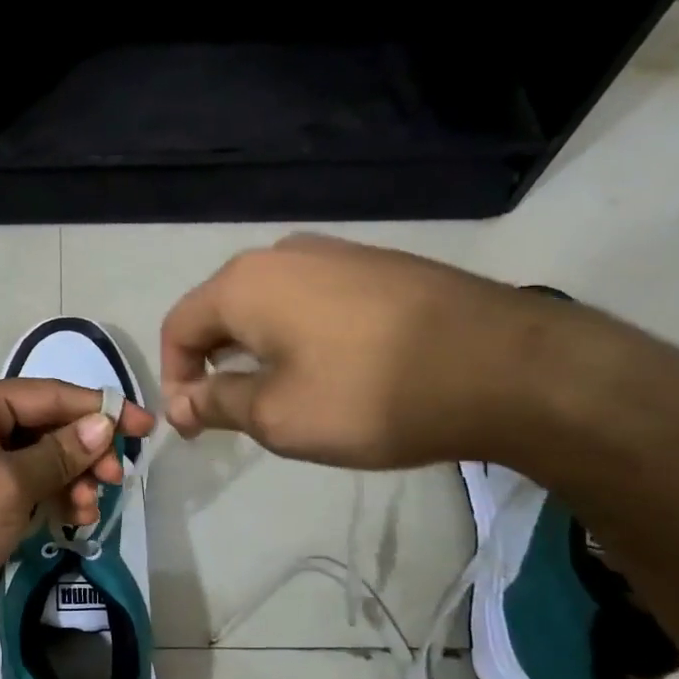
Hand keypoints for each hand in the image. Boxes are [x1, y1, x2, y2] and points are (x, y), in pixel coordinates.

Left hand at [0, 379, 155, 654]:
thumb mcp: (10, 484)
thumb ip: (61, 451)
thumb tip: (105, 422)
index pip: (48, 394)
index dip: (99, 408)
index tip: (145, 426)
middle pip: (46, 426)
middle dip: (85, 451)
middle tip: (116, 480)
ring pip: (41, 459)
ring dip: (72, 480)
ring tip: (89, 511)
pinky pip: (27, 486)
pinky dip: (52, 498)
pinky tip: (72, 519)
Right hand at [160, 234, 561, 469]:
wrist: (504, 366)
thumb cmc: (369, 396)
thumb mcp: (277, 416)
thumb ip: (216, 404)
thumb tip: (180, 403)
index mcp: (245, 283)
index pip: (179, 326)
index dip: (174, 377)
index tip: (194, 424)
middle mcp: (282, 254)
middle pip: (222, 310)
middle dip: (214, 364)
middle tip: (231, 415)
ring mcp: (336, 253)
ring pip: (269, 304)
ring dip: (257, 351)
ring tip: (281, 396)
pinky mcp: (378, 265)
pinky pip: (312, 299)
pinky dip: (299, 336)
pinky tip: (331, 369)